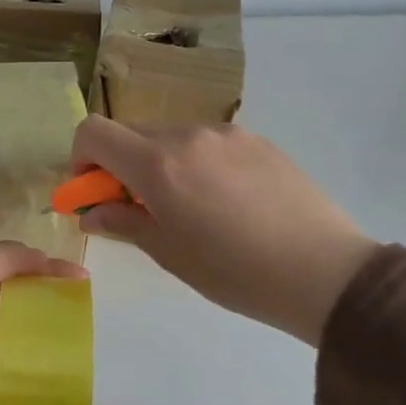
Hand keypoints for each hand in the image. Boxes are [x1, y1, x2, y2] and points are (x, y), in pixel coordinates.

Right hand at [69, 115, 377, 345]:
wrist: (325, 272)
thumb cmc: (234, 272)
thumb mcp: (168, 252)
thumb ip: (123, 222)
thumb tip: (92, 212)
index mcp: (158, 163)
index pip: (94, 132)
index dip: (81, 159)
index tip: (93, 191)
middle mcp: (187, 135)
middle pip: (132, 133)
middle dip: (121, 165)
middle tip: (139, 207)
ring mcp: (226, 134)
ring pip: (171, 137)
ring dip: (161, 163)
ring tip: (191, 208)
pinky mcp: (258, 140)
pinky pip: (208, 143)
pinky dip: (197, 163)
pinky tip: (226, 202)